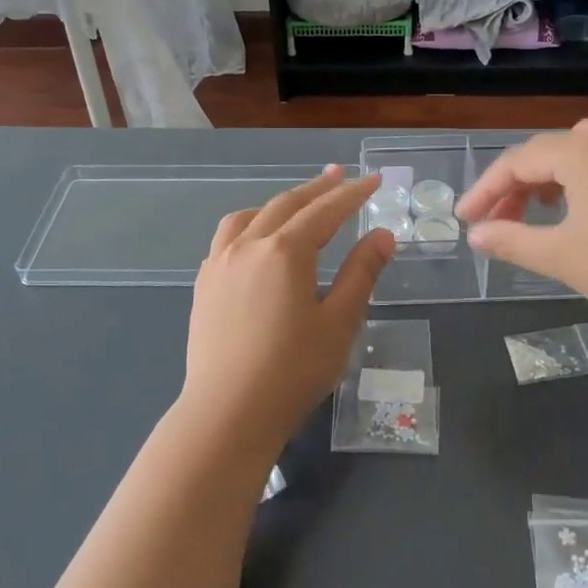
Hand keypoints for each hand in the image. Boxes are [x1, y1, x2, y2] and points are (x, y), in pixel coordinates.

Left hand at [180, 167, 394, 453]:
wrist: (227, 412)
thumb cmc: (292, 371)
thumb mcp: (339, 323)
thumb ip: (361, 274)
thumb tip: (383, 236)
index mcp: (285, 251)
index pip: (325, 211)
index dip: (352, 194)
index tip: (373, 180)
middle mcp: (248, 246)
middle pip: (287, 204)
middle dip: (317, 188)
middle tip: (340, 174)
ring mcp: (220, 263)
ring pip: (251, 216)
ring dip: (279, 203)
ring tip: (297, 204)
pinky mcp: (204, 284)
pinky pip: (228, 237)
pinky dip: (250, 224)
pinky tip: (256, 240)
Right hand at [457, 119, 587, 326]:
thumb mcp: (559, 255)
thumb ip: (510, 240)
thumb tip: (476, 236)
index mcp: (581, 150)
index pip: (517, 162)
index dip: (486, 191)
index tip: (466, 220)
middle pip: (547, 155)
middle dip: (515, 188)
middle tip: (496, 223)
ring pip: (579, 156)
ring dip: (549, 182)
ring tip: (534, 213)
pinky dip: (585, 179)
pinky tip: (584, 202)